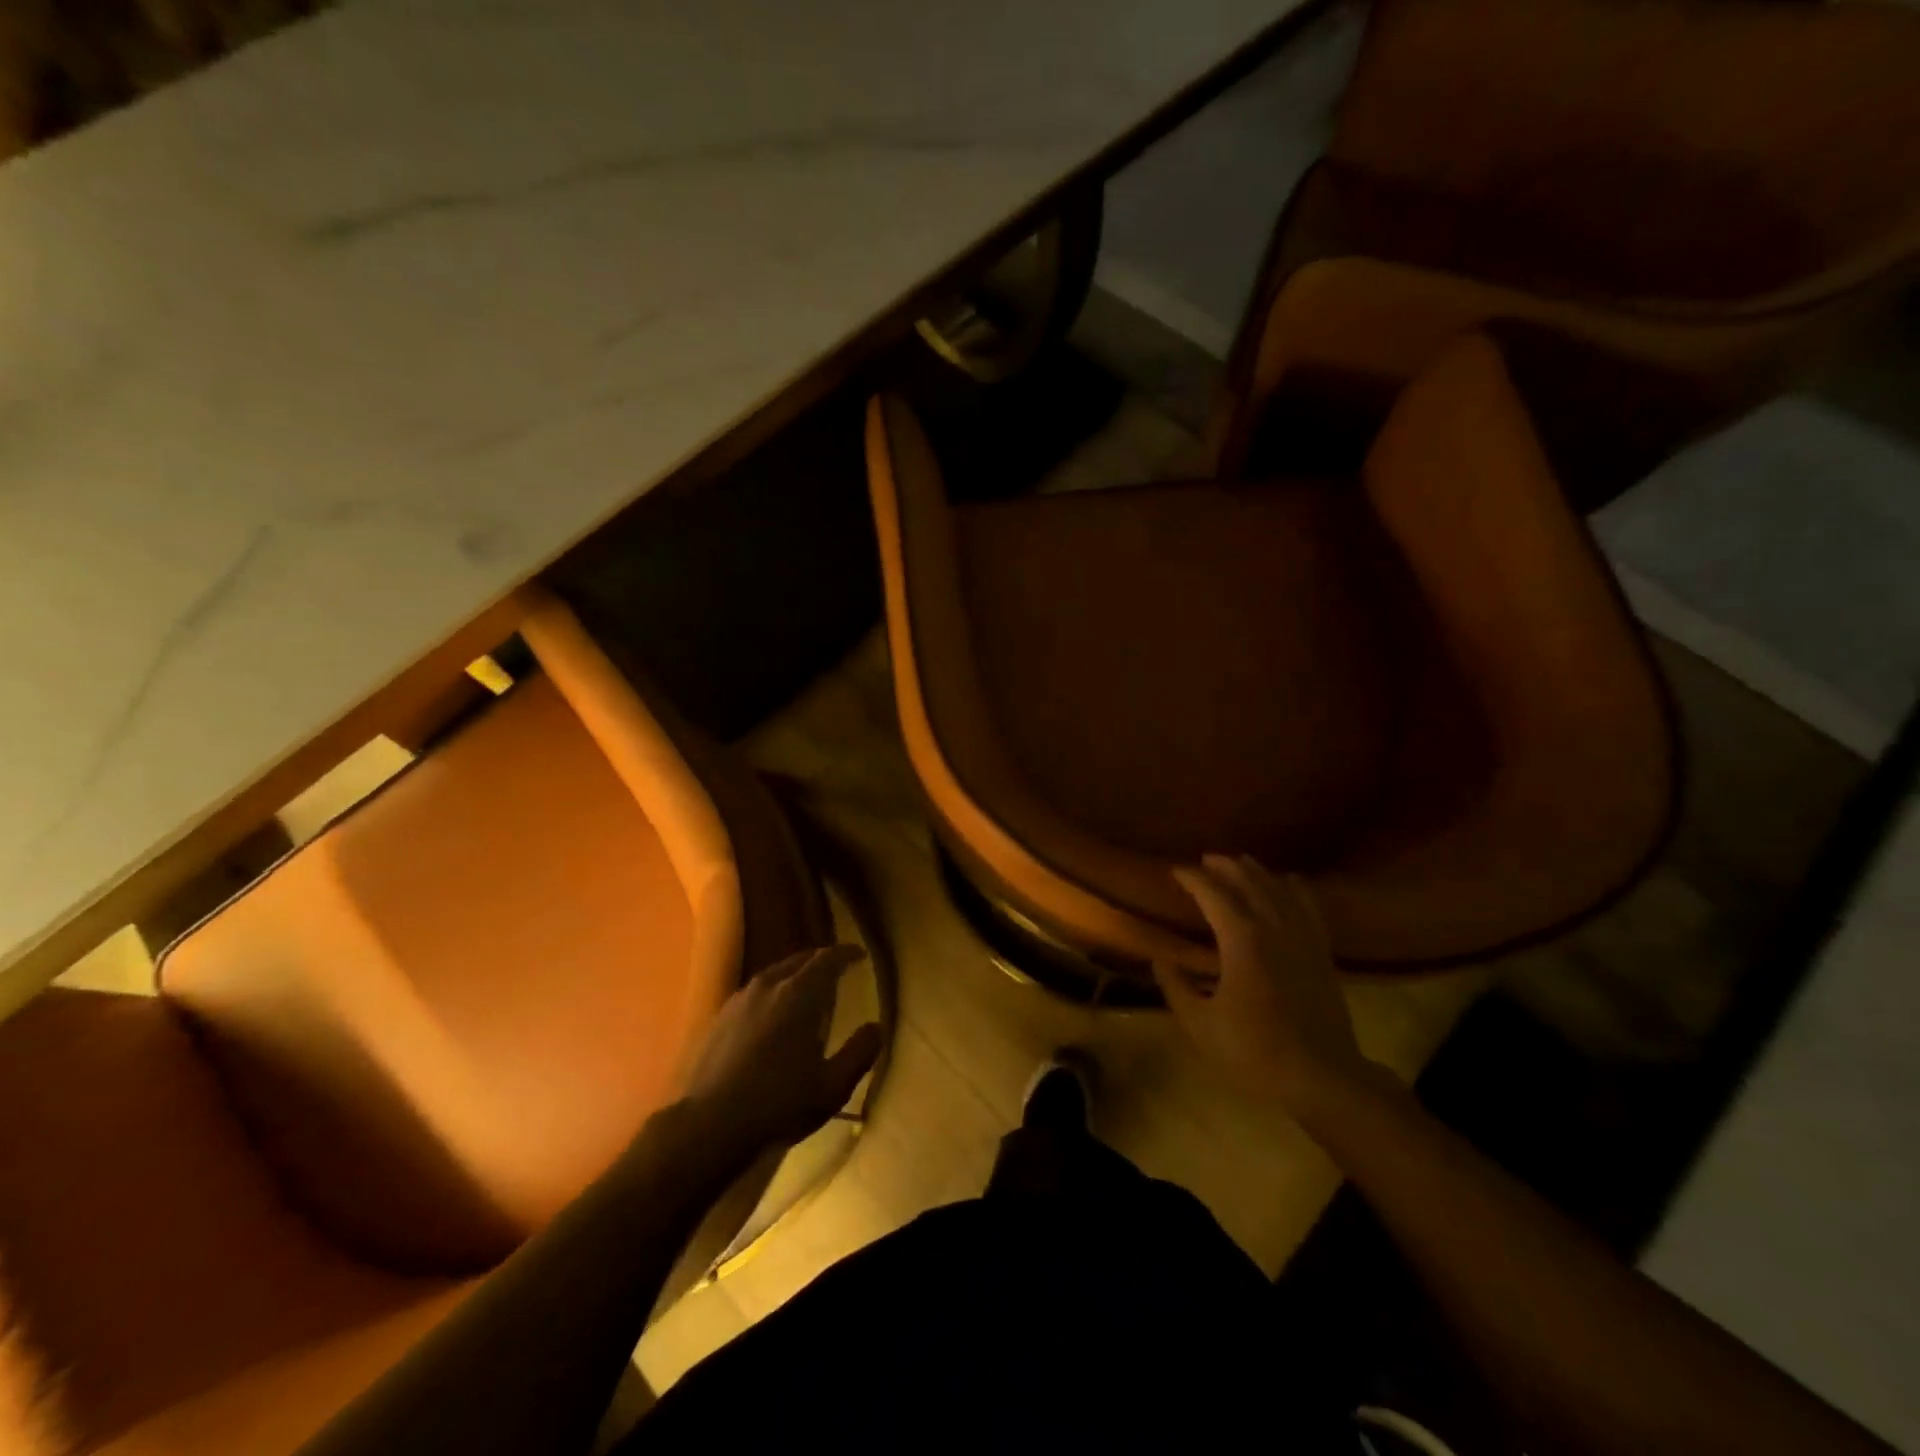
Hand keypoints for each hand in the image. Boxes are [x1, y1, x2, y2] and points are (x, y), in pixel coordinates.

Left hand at [681, 945, 882, 1157]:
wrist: (709, 1125)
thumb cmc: (778, 1104)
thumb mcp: (832, 1087)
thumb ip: (859, 1053)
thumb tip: (876, 1027)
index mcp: (799, 995)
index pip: (827, 959)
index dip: (845, 954)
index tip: (859, 955)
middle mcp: (769, 986)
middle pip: (799, 960)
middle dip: (820, 960)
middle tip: (836, 969)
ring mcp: (740, 1000)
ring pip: (774, 972)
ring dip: (795, 974)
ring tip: (807, 989)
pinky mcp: (720, 1017)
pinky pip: (755, 990)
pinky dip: (773, 990)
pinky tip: (772, 1013)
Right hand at [1154, 855, 1378, 1116]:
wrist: (1322, 1078)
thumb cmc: (1255, 1052)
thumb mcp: (1201, 1025)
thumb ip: (1176, 987)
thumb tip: (1159, 959)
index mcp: (1242, 940)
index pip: (1213, 894)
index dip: (1192, 879)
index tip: (1175, 870)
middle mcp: (1274, 928)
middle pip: (1249, 882)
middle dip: (1225, 867)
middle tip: (1205, 860)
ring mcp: (1303, 938)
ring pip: (1279, 889)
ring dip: (1257, 872)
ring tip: (1240, 862)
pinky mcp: (1322, 952)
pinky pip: (1309, 907)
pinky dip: (1295, 888)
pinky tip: (1289, 881)